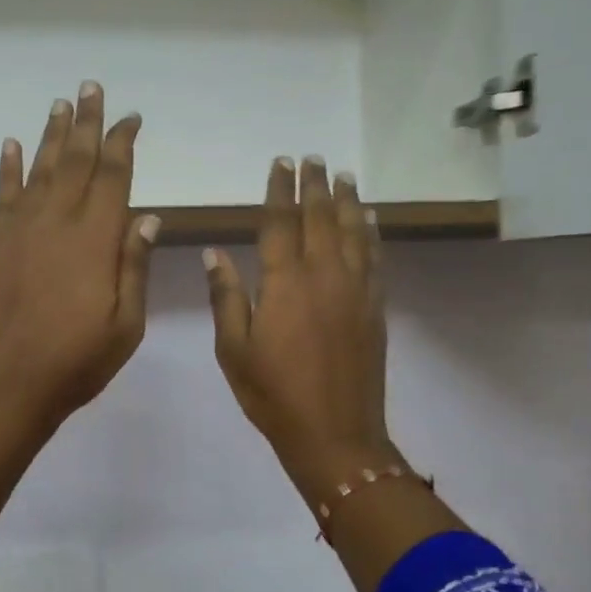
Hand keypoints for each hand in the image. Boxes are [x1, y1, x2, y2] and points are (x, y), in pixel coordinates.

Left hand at [0, 82, 158, 435]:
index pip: (114, 176)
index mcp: (96, 239)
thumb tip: (146, 216)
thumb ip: (133, 266)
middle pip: (77, 160)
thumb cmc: (76, 361)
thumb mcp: (126, 324)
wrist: (5, 383)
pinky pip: (3, 193)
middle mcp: (57, 221)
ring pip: (41, 168)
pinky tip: (11, 144)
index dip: (123, 142)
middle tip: (92, 87)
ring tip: (61, 104)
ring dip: (52, 134)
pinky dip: (8, 166)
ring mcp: (20, 228)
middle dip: (88, 122)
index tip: (131, 118)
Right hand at [204, 156, 389, 494]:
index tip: (282, 163)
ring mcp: (355, 290)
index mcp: (284, 283)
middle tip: (313, 157)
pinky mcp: (374, 307)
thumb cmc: (273, 395)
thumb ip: (226, 297)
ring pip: (353, 232)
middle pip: (320, 218)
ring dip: (346, 200)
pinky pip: (375, 258)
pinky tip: (370, 218)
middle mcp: (324, 275)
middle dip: (314, 185)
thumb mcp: (234, 350)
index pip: (281, 223)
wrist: (335, 433)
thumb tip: (215, 253)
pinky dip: (372, 233)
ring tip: (343, 175)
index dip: (280, 190)